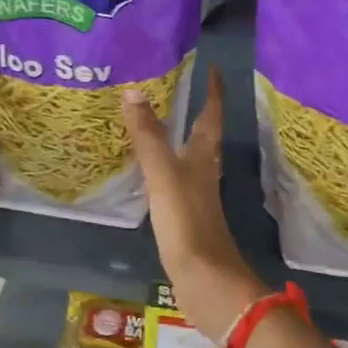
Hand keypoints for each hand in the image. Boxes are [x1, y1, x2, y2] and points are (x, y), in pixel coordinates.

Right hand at [123, 66, 264, 342]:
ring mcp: (196, 196)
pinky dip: (162, 167)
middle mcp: (205, 171)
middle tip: (169, 88)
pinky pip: (173, 180)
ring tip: (152, 122)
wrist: (204, 279)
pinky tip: (146, 171)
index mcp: (204, 157)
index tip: (211, 68)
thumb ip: (149, 136)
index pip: (212, 114)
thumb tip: (134, 91)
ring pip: (188, 157)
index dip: (213, 91)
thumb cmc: (187, 221)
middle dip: (192, 110)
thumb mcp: (163, 174)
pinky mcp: (185, 217)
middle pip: (202, 135)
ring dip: (176, 138)